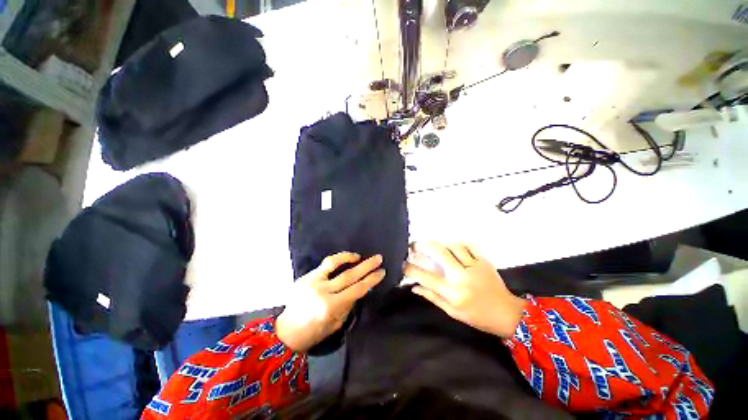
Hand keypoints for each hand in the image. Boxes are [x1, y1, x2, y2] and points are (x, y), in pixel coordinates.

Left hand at [276, 252, 384, 351]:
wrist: (286, 332)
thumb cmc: (314, 332)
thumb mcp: (337, 323)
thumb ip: (349, 304)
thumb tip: (360, 288)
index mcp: (330, 307)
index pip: (357, 289)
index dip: (371, 280)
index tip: (382, 272)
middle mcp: (322, 291)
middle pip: (350, 275)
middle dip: (367, 266)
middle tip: (378, 258)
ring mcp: (313, 281)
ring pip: (335, 264)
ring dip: (351, 258)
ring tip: (361, 256)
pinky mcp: (306, 276)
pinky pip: (325, 264)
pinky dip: (338, 259)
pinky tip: (346, 258)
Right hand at [404, 242, 526, 338]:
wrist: (507, 314)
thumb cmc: (477, 317)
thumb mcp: (452, 312)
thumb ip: (432, 297)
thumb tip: (414, 287)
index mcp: (454, 293)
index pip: (426, 278)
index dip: (411, 269)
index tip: (402, 263)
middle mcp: (462, 277)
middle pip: (440, 254)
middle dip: (423, 246)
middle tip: (414, 244)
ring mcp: (474, 267)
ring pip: (453, 246)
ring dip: (440, 243)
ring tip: (431, 244)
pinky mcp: (484, 261)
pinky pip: (469, 246)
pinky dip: (458, 243)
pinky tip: (452, 245)